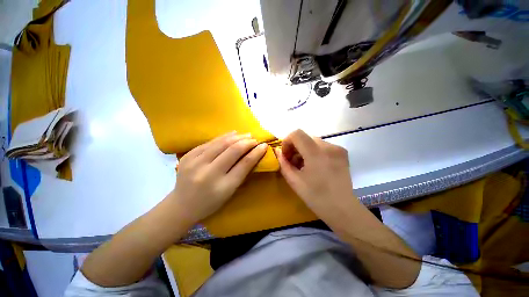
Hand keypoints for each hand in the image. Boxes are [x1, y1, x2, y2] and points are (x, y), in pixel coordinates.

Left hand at [171, 132, 267, 224]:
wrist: (181, 206)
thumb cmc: (211, 203)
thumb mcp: (230, 192)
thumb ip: (241, 172)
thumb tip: (252, 154)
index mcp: (223, 186)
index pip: (244, 164)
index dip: (256, 153)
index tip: (264, 145)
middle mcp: (209, 173)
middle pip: (233, 151)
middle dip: (247, 142)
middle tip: (255, 139)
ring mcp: (195, 163)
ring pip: (221, 143)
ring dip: (237, 137)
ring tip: (246, 135)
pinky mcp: (188, 156)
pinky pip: (209, 142)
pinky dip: (223, 137)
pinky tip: (232, 134)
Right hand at [275, 129, 356, 219]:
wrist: (342, 209)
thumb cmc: (316, 197)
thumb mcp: (294, 181)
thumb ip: (283, 163)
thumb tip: (277, 151)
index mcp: (315, 153)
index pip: (297, 134)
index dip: (287, 141)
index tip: (286, 155)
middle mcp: (328, 146)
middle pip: (305, 137)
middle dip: (295, 147)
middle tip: (293, 162)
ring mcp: (337, 149)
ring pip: (313, 142)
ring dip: (305, 150)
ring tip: (304, 166)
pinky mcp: (343, 153)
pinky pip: (323, 146)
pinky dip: (314, 152)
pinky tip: (315, 166)